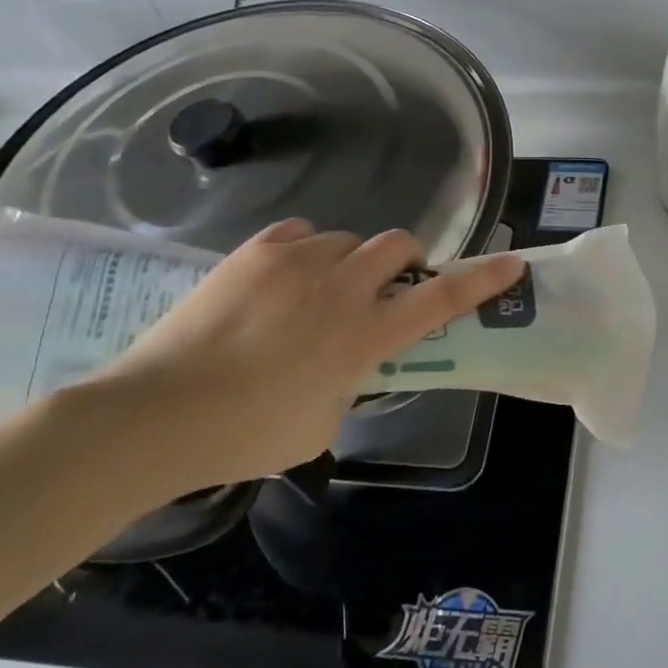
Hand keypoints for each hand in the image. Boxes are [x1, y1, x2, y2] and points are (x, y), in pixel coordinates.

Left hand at [59, 221, 524, 502]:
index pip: (441, 301)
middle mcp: (339, 289)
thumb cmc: (246, 435)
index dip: (481, 281)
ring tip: (319, 291)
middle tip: (387, 287)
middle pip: (398, 246)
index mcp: (364, 337)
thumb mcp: (321, 424)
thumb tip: (349, 363)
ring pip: (347, 239)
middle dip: (405, 261)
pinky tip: (286, 276)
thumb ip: (350, 383)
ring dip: (349, 262)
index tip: (511, 265)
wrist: (156, 414)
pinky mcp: (256, 252)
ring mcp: (296, 263)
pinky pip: (301, 233)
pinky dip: (307, 250)